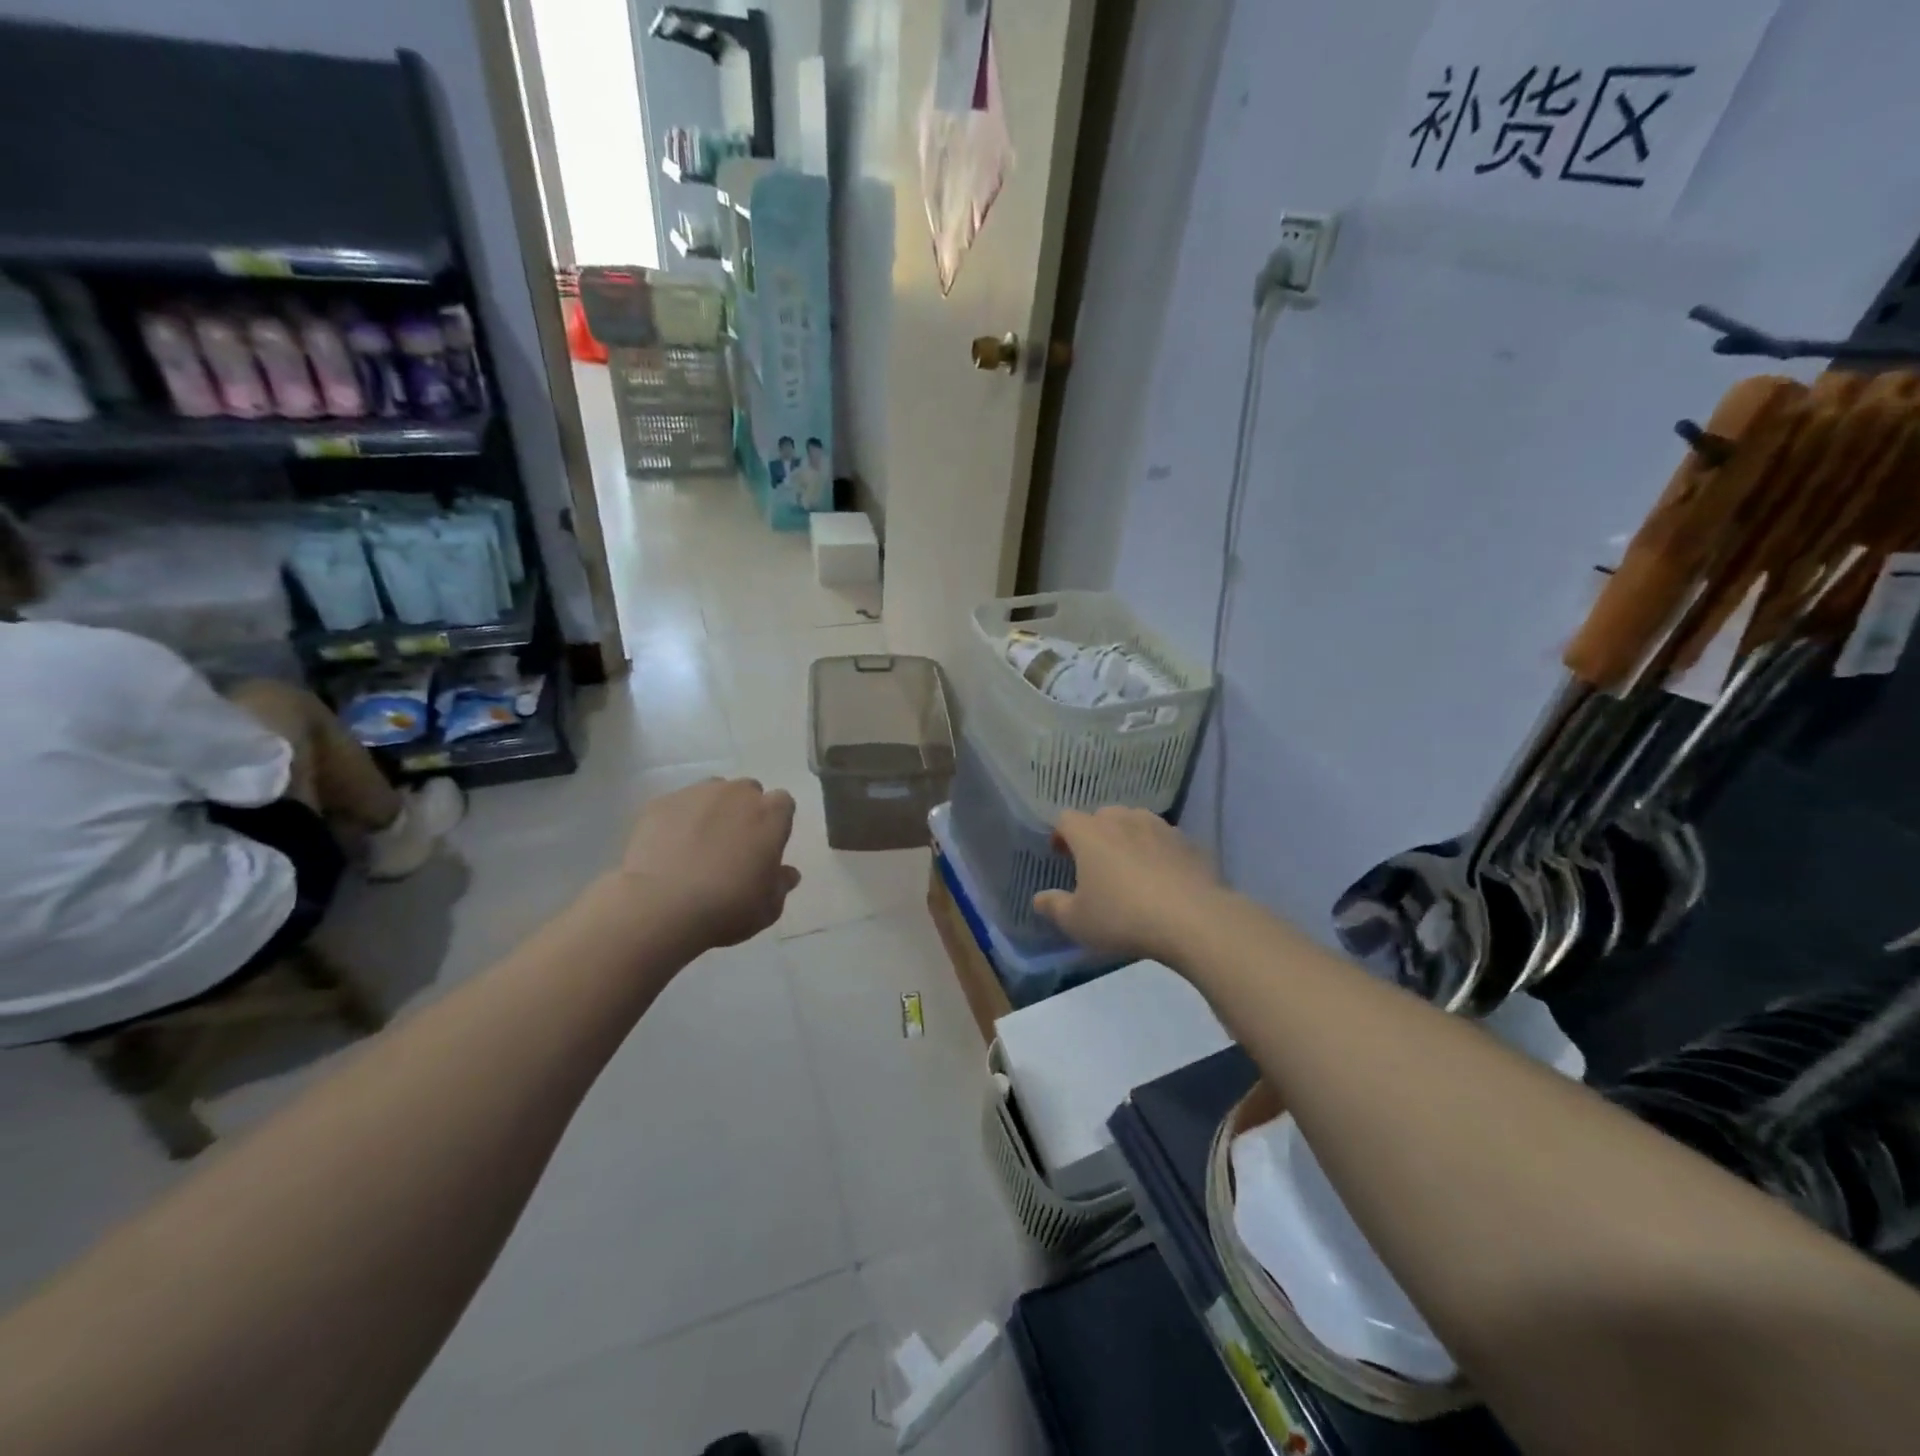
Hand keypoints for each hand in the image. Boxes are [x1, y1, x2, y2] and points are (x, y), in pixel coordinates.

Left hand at [620, 778, 800, 947]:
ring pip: (711, 793)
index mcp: (770, 815)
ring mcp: (696, 794)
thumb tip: (787, 873)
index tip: (766, 845)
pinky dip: (677, 821)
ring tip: (697, 845)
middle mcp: (736, 794)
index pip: (783, 803)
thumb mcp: (768, 908)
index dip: (775, 822)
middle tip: (733, 846)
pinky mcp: (660, 803)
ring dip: (711, 811)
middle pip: (747, 792)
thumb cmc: (727, 908)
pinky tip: (668, 850)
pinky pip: (676, 806)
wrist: (661, 907)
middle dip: (744, 811)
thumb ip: (780, 884)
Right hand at [1034, 807, 1222, 963]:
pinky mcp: (1189, 842)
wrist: (1193, 920)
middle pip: (1102, 816)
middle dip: (1094, 834)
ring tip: (1129, 867)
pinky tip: (1163, 878)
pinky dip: (1158, 852)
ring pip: (1136, 823)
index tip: (1061, 856)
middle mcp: (1124, 820)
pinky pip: (1165, 840)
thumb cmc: (1123, 917)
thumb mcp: (1077, 921)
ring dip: (1127, 838)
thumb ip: (1054, 906)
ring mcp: (1160, 827)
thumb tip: (1039, 898)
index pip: (1066, 819)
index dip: (1060, 834)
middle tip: (1094, 862)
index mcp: (1090, 833)